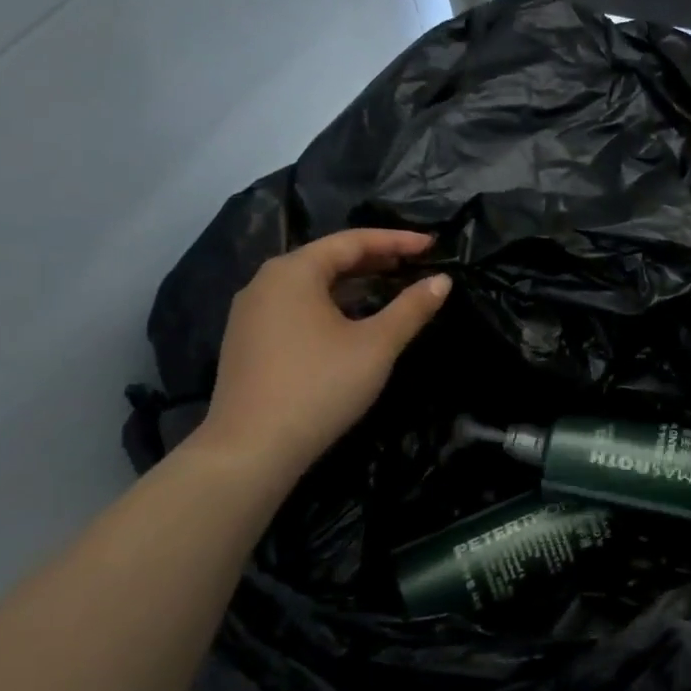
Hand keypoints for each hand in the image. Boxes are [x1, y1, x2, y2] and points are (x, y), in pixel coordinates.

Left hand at [190, 229, 450, 479]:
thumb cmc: (319, 387)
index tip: (431, 245)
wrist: (250, 450)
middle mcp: (265, 282)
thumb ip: (411, 308)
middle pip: (327, 258)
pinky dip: (330, 302)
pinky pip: (296, 305)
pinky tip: (350, 319)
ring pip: (310, 283)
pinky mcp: (247, 341)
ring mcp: (250, 313)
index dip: (396, 240)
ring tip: (388, 285)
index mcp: (293, 272)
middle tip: (413, 262)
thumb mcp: (376, 346)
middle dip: (374, 258)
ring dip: (351, 281)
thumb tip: (442, 280)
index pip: (352, 242)